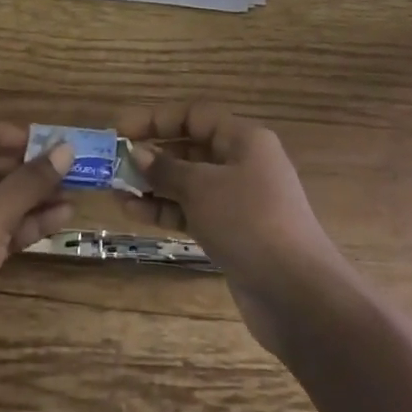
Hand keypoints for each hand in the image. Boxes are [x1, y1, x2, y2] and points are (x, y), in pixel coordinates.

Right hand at [115, 103, 343, 354]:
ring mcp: (238, 201)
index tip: (121, 130)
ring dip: (153, 185)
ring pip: (188, 183)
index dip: (157, 119)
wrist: (297, 295)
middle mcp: (243, 164)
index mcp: (244, 140)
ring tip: (115, 191)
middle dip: (152, 154)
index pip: (195, 116)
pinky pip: (193, 211)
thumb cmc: (249, 222)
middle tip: (113, 164)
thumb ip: (166, 168)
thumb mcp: (202, 187)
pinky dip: (166, 209)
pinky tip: (133, 212)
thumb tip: (138, 153)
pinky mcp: (232, 233)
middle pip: (191, 148)